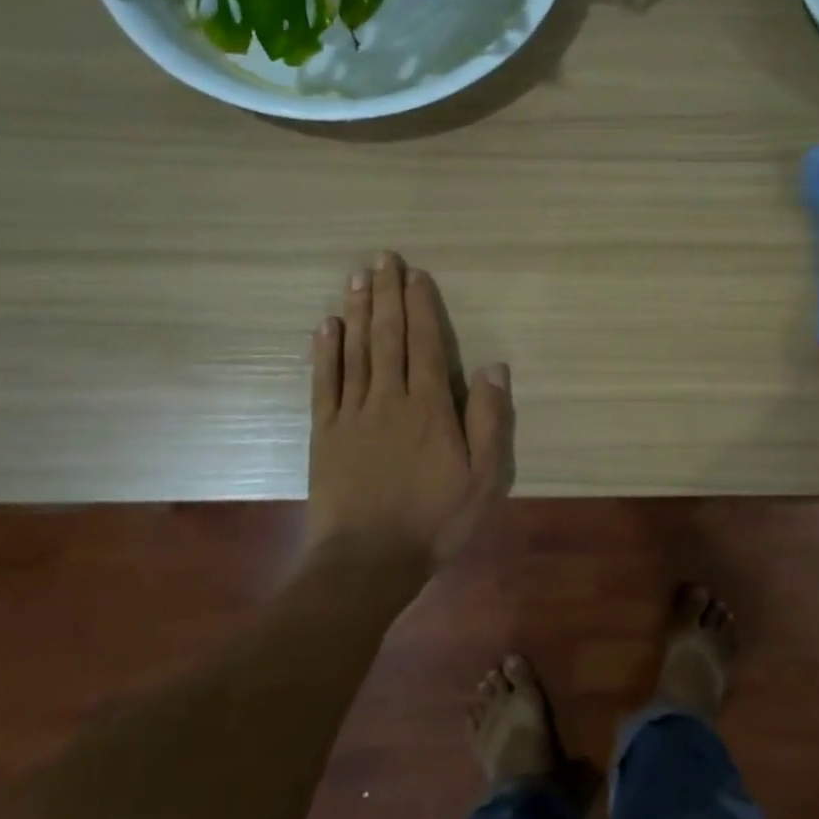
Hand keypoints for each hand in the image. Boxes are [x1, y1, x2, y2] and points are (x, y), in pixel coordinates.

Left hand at [306, 253, 514, 567]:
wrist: (367, 560)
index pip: (425, 344)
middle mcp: (389, 398)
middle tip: (382, 258)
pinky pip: (324, 382)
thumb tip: (494, 367)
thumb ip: (488, 420)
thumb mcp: (482, 478)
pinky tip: (326, 326)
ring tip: (357, 277)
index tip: (416, 275)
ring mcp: (352, 413)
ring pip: (356, 350)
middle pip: (388, 336)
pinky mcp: (325, 432)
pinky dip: (325, 351)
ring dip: (358, 311)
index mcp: (429, 407)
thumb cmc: (434, 520)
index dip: (421, 306)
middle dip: (387, 295)